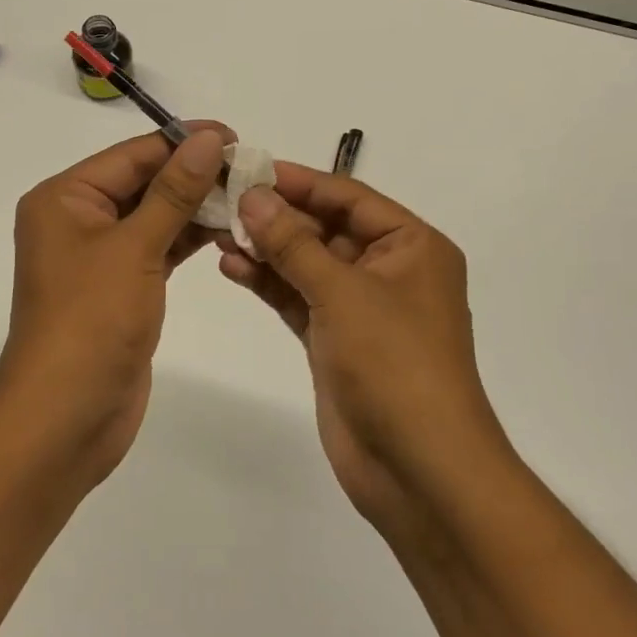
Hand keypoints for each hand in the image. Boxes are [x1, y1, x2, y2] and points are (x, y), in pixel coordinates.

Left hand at [0, 123, 233, 479]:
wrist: (66, 415)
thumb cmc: (91, 320)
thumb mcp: (135, 247)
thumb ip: (175, 191)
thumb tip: (209, 138)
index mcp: (65, 198)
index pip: (132, 155)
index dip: (183, 142)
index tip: (236, 137)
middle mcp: (78, 219)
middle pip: (143, 182)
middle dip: (195, 175)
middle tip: (252, 170)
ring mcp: (99, 256)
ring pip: (155, 216)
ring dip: (197, 207)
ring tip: (250, 198)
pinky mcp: (121, 287)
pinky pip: (158, 248)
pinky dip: (189, 239)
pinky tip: (228, 231)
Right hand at [220, 164, 508, 530]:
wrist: (419, 468)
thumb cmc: (395, 364)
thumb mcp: (342, 292)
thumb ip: (294, 242)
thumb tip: (254, 195)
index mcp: (411, 246)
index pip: (348, 197)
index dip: (298, 181)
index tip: (248, 168)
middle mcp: (389, 270)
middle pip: (325, 228)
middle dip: (276, 216)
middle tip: (222, 200)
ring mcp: (361, 308)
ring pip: (307, 263)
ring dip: (267, 248)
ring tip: (217, 231)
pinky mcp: (336, 341)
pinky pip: (298, 298)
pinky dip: (269, 282)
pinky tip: (232, 266)